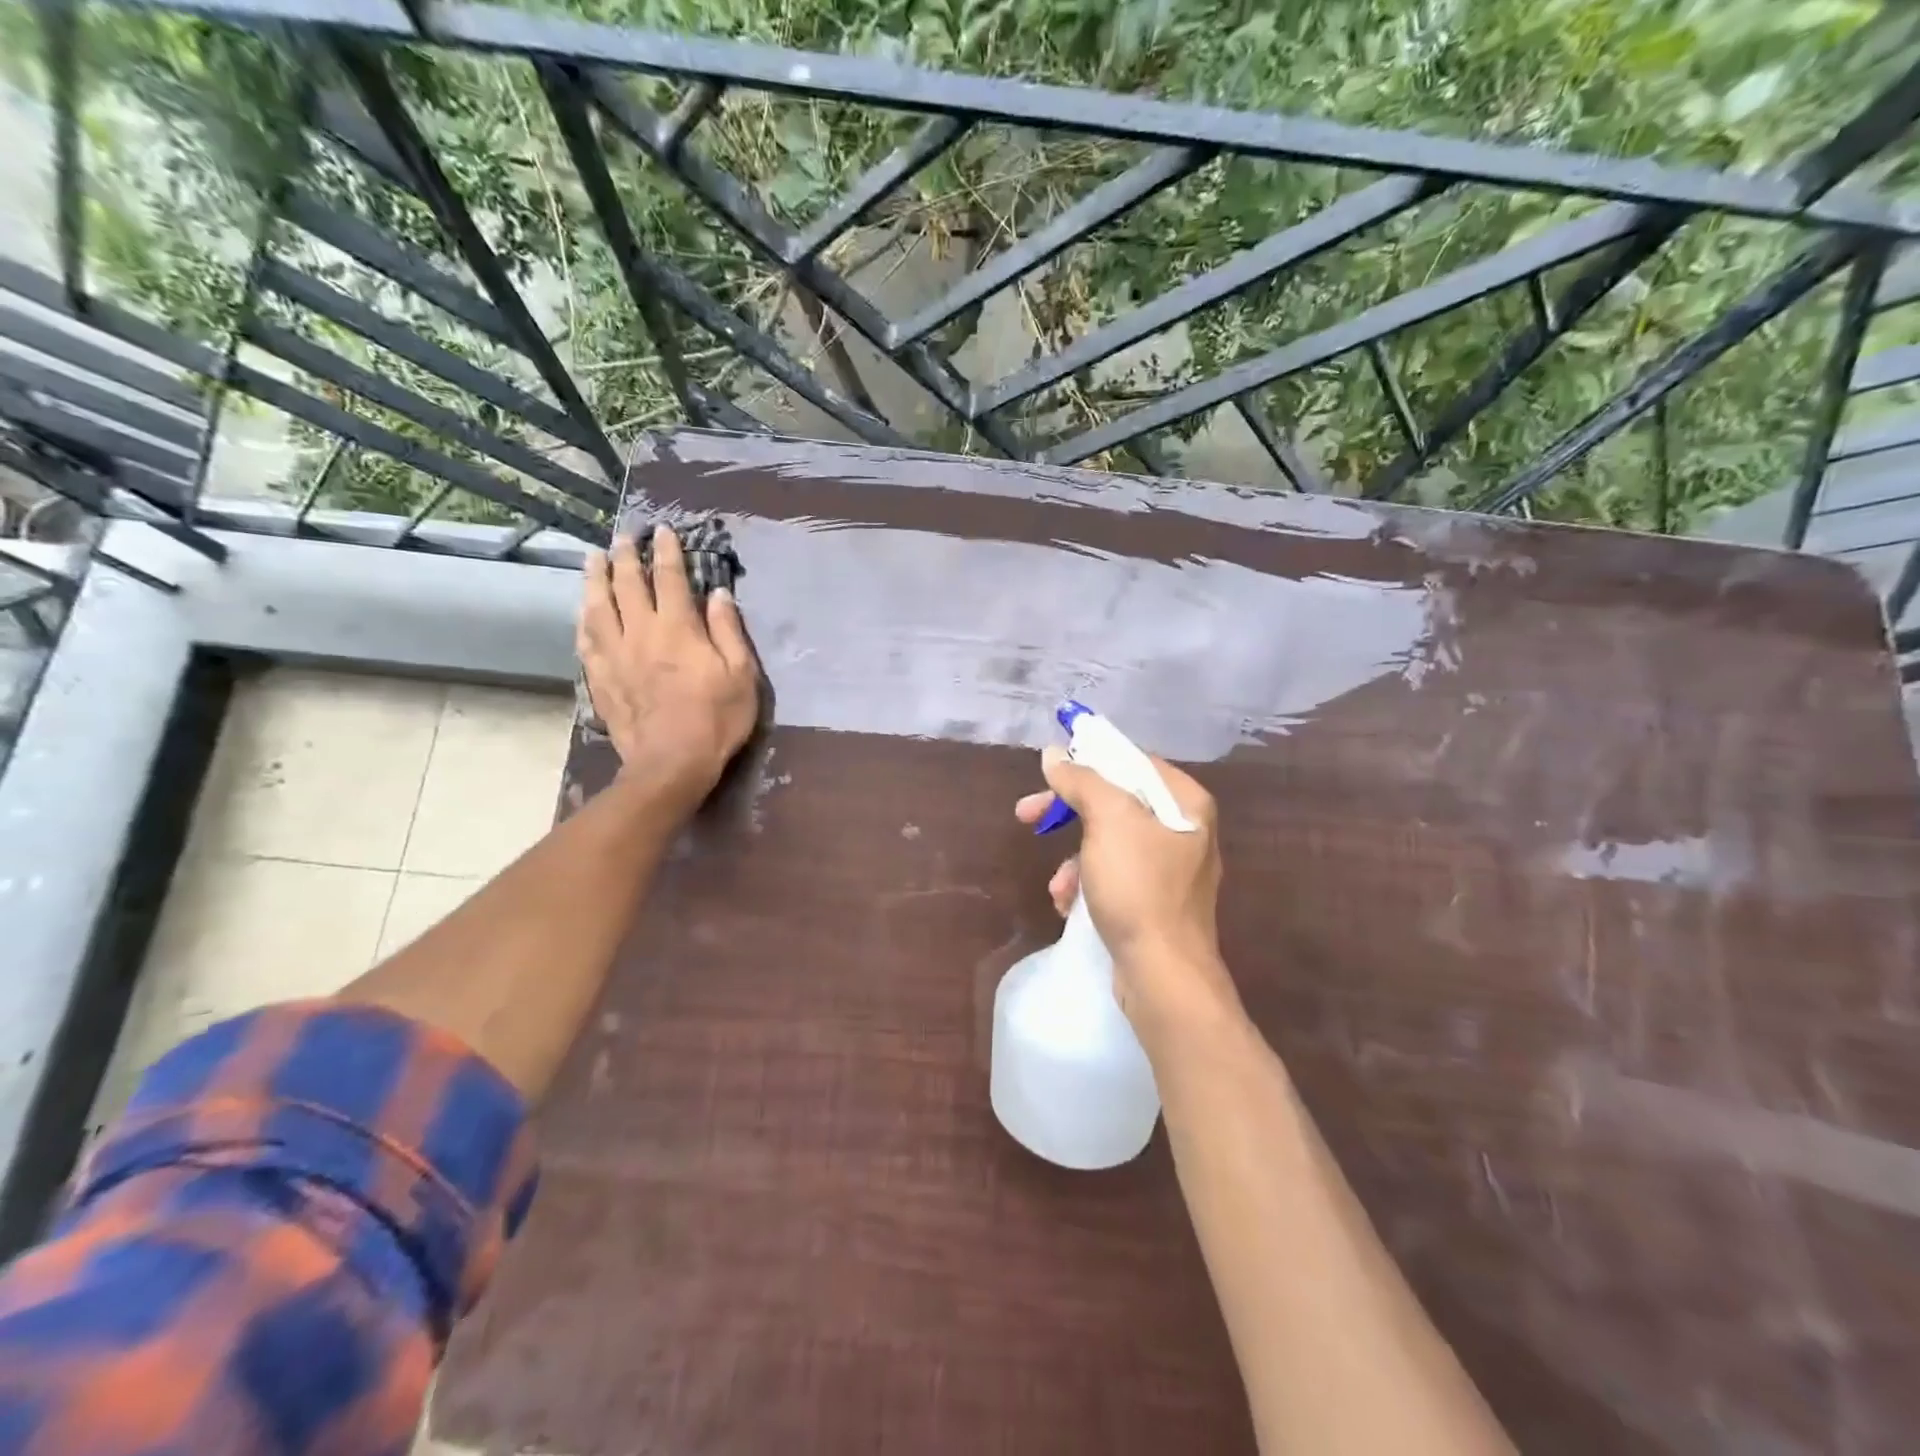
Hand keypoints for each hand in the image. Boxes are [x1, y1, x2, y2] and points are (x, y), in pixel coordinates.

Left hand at [578, 526, 758, 812]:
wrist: (671, 763)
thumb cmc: (716, 719)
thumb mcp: (741, 675)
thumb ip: (728, 631)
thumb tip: (719, 594)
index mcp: (678, 628)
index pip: (670, 578)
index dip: (666, 551)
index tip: (662, 531)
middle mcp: (640, 632)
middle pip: (626, 584)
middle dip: (625, 556)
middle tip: (623, 537)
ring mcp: (614, 655)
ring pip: (597, 606)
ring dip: (594, 578)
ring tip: (593, 559)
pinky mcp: (600, 678)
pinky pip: (586, 640)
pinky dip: (583, 619)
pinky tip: (582, 612)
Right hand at [1015, 747, 1238, 1035]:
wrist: (1163, 975)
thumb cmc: (1139, 888)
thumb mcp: (1108, 821)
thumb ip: (1082, 781)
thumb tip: (1054, 755)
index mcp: (1186, 803)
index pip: (1133, 761)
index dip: (1088, 762)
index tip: (1049, 773)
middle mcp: (1184, 830)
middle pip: (1116, 802)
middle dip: (1068, 812)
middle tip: (1026, 814)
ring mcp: (1171, 870)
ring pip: (1108, 842)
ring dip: (1073, 858)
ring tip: (1058, 884)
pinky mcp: (1155, 903)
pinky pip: (1114, 876)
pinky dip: (1087, 884)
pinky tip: (1067, 904)